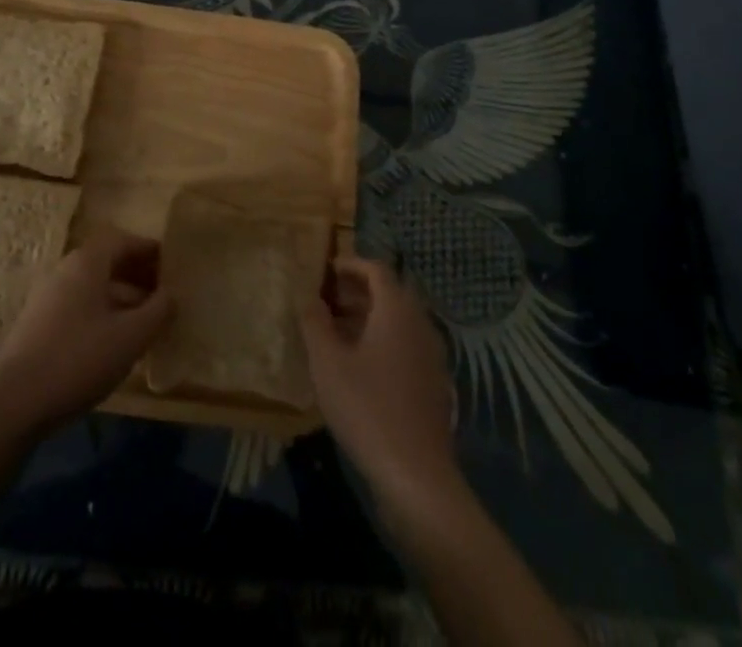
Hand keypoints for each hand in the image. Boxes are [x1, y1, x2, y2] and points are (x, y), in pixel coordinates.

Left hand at [0, 226, 173, 433]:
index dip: (149, 250)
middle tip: (164, 297)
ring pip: (94, 288)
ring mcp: (48, 297)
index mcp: (87, 263)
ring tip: (146, 324)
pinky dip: (102, 315)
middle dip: (138, 276)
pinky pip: (79, 307)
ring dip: (122, 299)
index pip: (123, 240)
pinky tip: (115, 344)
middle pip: (108, 262)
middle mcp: (65, 270)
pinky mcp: (38, 325)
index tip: (172, 266)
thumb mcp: (131, 337)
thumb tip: (173, 294)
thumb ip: (158, 311)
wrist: (14, 403)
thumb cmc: (79, 359)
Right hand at [298, 257, 457, 503]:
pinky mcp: (434, 384)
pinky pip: (406, 346)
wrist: (417, 476)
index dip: (350, 264)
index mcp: (397, 310)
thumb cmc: (367, 408)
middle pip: (390, 293)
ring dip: (369, 317)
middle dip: (358, 291)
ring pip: (399, 321)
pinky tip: (360, 365)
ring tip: (336, 331)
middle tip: (327, 299)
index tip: (326, 270)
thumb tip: (308, 296)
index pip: (377, 269)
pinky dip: (383, 342)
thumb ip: (315, 323)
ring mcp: (432, 355)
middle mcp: (420, 324)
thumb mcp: (328, 363)